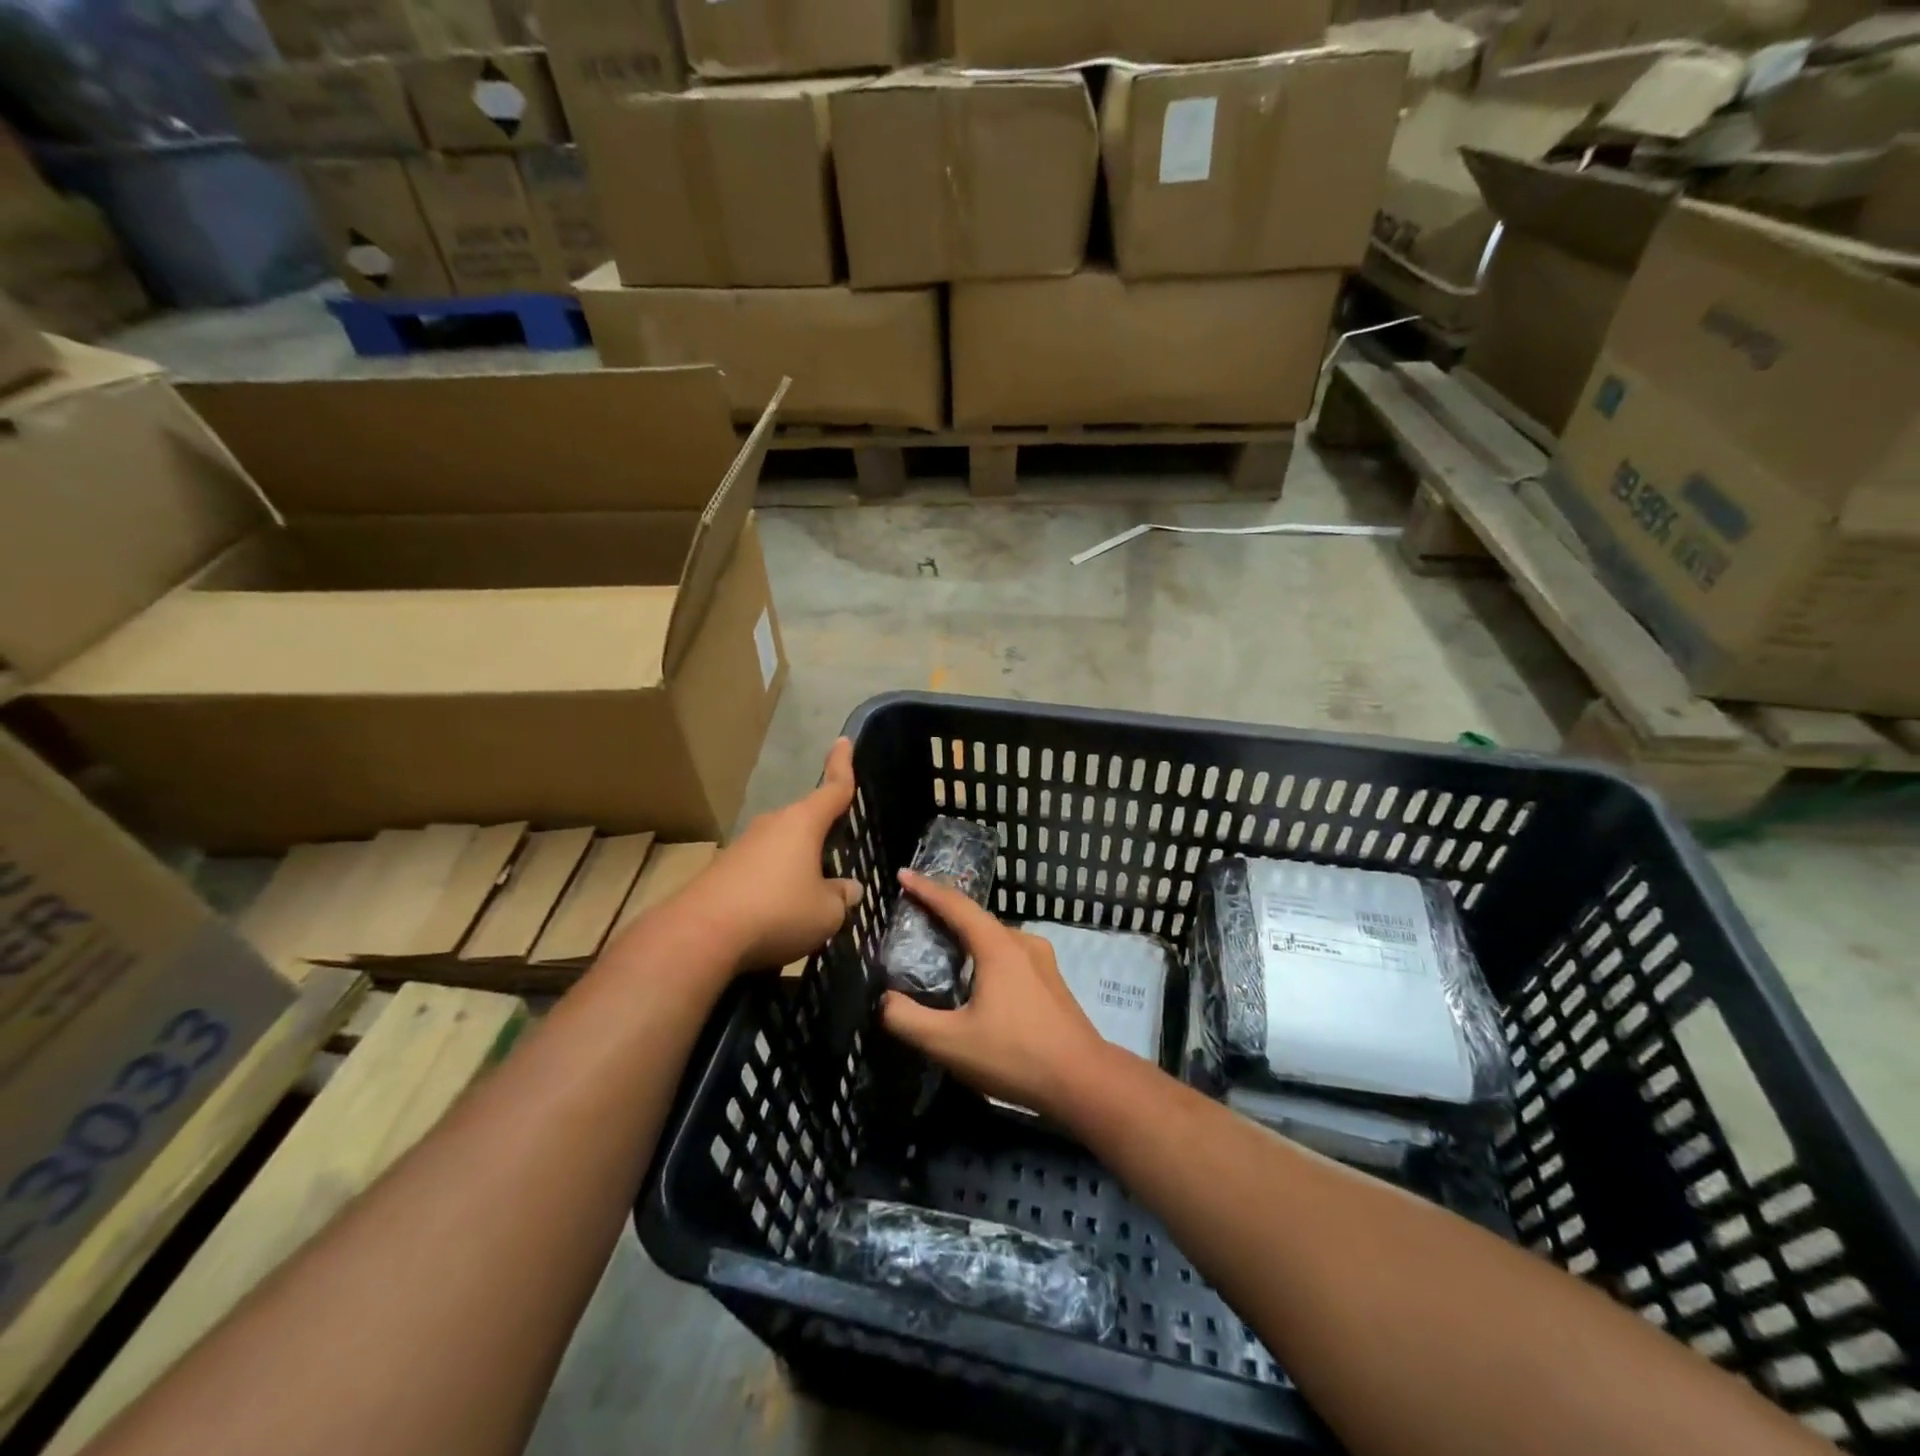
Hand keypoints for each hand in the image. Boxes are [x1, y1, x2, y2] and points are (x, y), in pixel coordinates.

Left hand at [673, 738, 863, 972]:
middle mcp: (773, 824)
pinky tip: (777, 914)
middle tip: (837, 855)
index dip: (842, 765)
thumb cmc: (777, 911)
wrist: (700, 934)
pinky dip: (773, 885)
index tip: (843, 740)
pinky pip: (761, 870)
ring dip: (796, 865)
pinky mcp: (723, 869)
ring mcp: (744, 845)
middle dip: (821, 834)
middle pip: (805, 821)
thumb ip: (841, 897)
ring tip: (809, 900)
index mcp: (803, 823)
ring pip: (782, 847)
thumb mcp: (826, 913)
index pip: (832, 788)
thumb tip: (847, 889)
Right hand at [880, 870, 1108, 1118]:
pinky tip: (978, 981)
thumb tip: (885, 1000)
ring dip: (967, 936)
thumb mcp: (949, 1043)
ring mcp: (1042, 961)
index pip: (955, 905)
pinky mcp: (1052, 982)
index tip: (903, 874)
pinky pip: (1010, 956)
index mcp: (997, 947)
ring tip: (942, 949)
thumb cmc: (1014, 1055)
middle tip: (916, 916)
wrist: (1082, 1081)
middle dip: (945, 912)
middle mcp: (1022, 943)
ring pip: (996, 938)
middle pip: (977, 918)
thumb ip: (908, 1020)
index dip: (926, 888)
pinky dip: (986, 955)